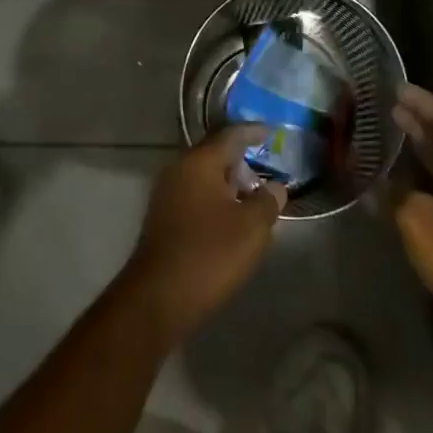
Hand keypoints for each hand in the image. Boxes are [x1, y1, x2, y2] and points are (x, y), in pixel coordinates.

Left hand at [121, 125, 286, 342]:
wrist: (157, 299)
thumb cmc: (209, 255)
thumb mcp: (251, 228)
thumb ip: (267, 201)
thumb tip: (275, 186)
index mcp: (199, 162)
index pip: (230, 134)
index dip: (253, 132)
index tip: (272, 132)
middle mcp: (179, 169)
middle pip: (214, 154)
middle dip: (241, 160)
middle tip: (266, 171)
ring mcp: (166, 194)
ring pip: (204, 176)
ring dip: (228, 183)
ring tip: (252, 198)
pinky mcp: (162, 218)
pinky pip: (194, 195)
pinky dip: (215, 199)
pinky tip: (230, 218)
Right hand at [390, 84, 432, 326]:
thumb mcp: (417, 218)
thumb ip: (393, 194)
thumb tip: (375, 185)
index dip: (421, 101)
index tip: (396, 89)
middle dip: (418, 121)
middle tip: (389, 109)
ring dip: (419, 147)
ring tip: (391, 135)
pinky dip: (421, 174)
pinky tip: (399, 180)